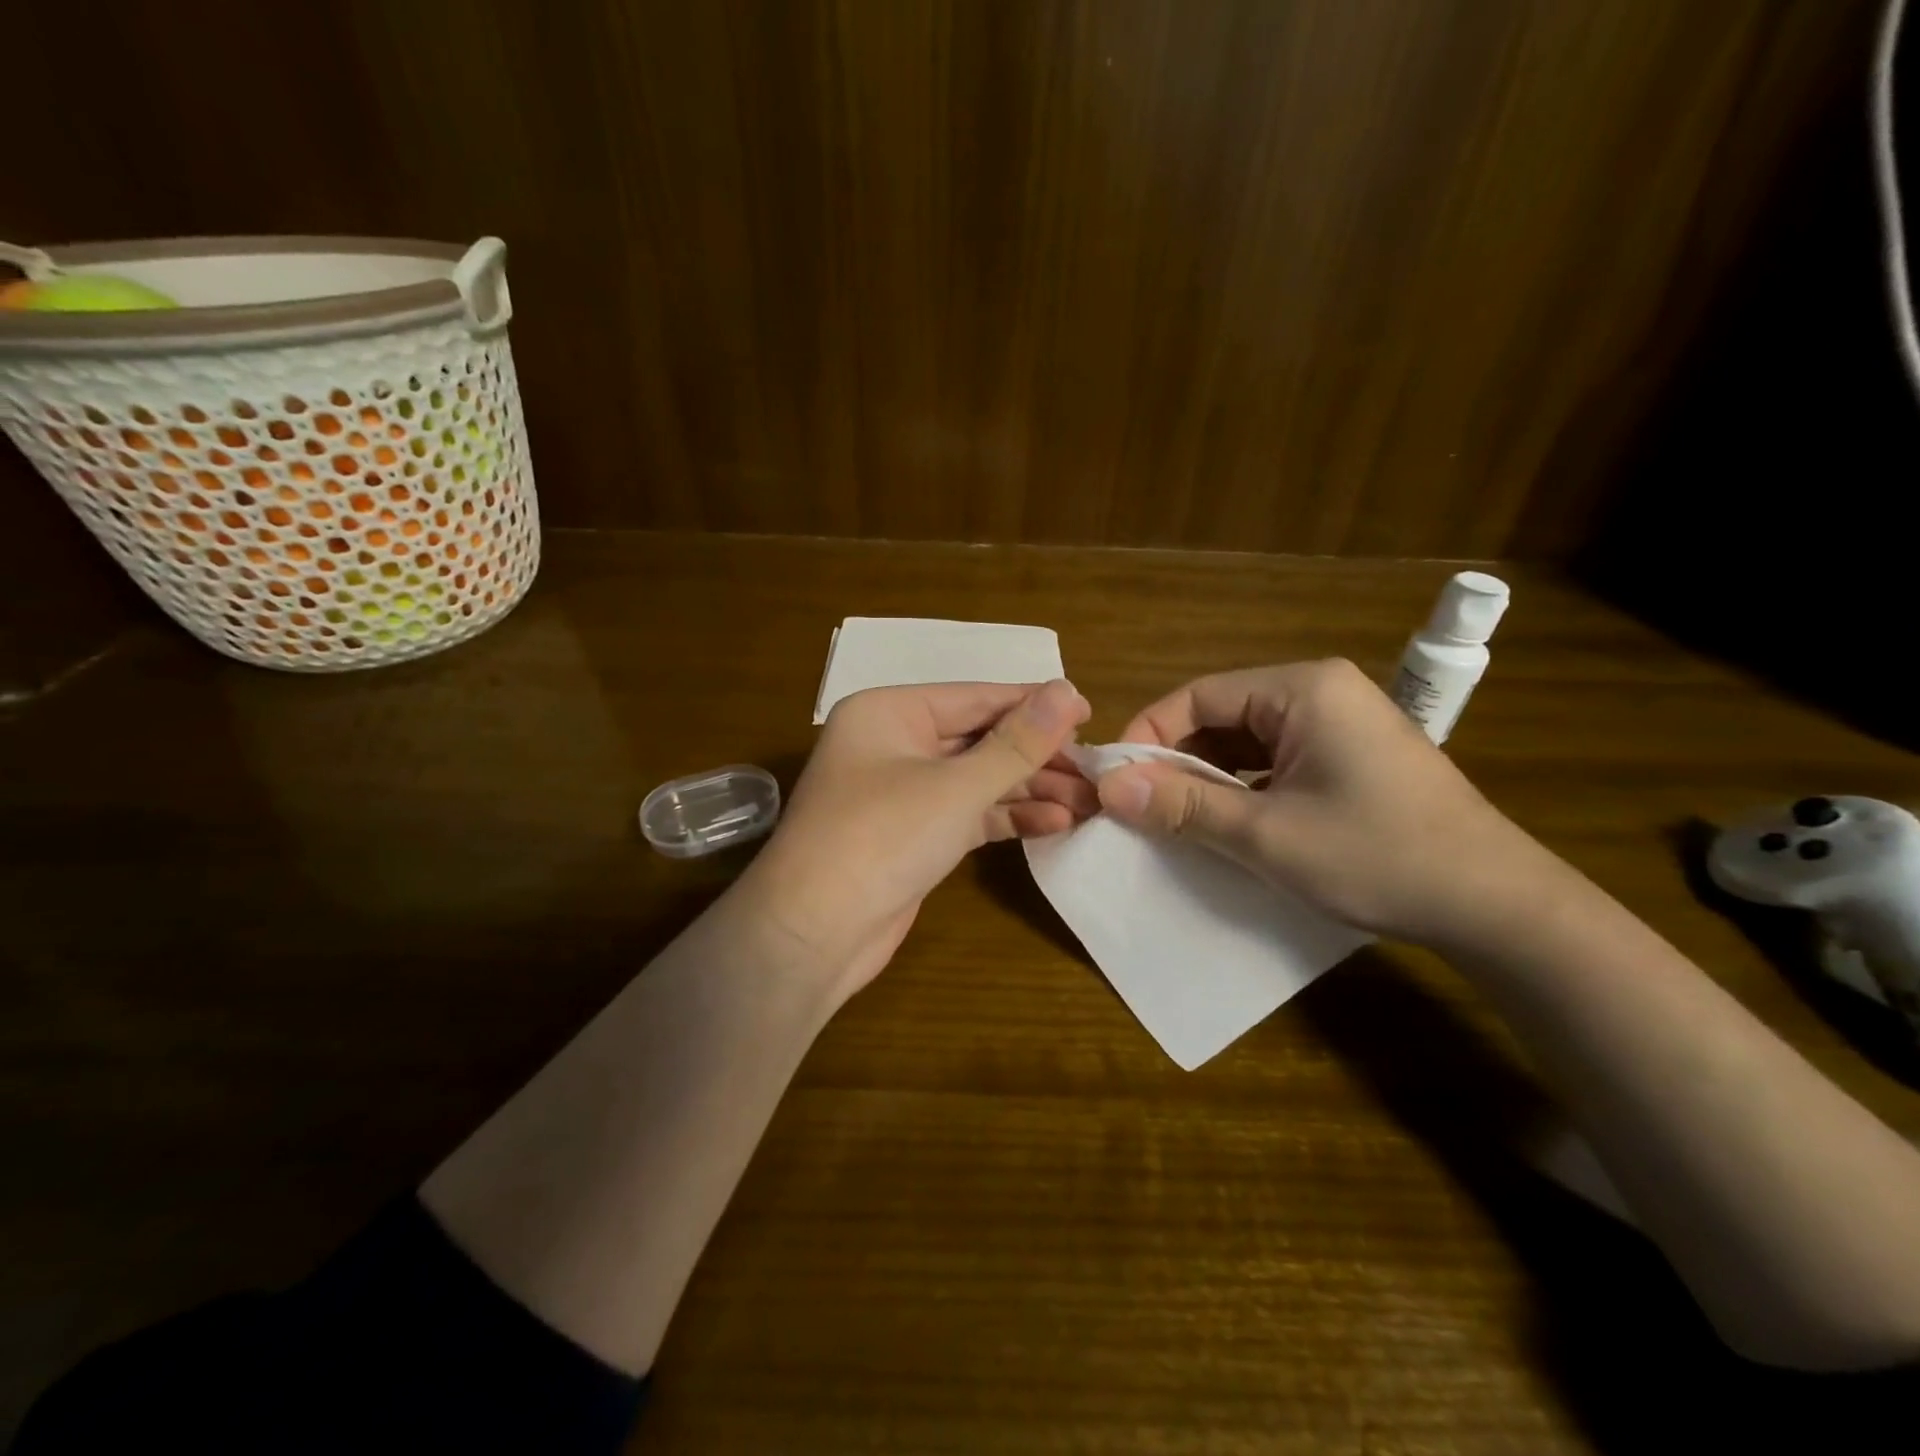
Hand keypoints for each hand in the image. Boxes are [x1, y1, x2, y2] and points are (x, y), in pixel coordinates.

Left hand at [739, 679, 1095, 1000]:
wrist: (812, 935)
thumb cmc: (881, 839)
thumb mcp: (956, 786)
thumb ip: (1017, 742)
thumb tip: (1069, 691)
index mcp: (891, 712)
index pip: (977, 697)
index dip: (1035, 705)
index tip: (1092, 715)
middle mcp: (894, 744)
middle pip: (980, 739)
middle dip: (1037, 756)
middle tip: (1096, 771)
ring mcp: (903, 792)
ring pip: (978, 779)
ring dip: (1030, 790)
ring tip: (1089, 802)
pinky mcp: (914, 835)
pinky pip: (968, 814)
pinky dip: (1007, 818)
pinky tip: (1056, 824)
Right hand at [1097, 659, 1561, 947]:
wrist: (1497, 907)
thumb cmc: (1378, 857)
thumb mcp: (1266, 835)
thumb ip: (1183, 805)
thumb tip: (1107, 786)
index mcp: (1303, 689)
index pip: (1198, 695)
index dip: (1148, 735)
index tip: (1116, 781)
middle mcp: (1319, 693)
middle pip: (1220, 715)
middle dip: (1176, 761)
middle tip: (1138, 807)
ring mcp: (1339, 725)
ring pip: (1244, 742)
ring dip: (1206, 778)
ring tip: (1172, 820)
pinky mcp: (1348, 758)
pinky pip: (1274, 762)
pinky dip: (1241, 789)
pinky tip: (1224, 824)